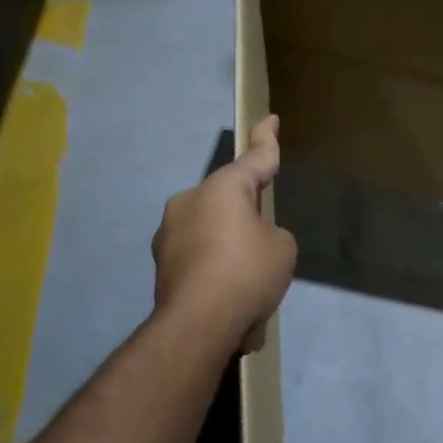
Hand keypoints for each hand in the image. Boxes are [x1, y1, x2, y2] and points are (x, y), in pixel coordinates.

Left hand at [152, 115, 296, 339]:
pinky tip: (224, 286)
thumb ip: (272, 233)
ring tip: (244, 271)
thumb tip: (253, 238)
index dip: (266, 139)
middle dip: (244, 208)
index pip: (254, 158)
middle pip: (227, 195)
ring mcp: (169, 229)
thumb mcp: (282, 248)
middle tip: (263, 233)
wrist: (198, 323)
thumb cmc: (247, 273)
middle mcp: (190, 199)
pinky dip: (211, 260)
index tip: (269, 119)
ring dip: (225, 237)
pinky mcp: (160, 260)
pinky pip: (195, 250)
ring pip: (208, 223)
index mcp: (223, 187)